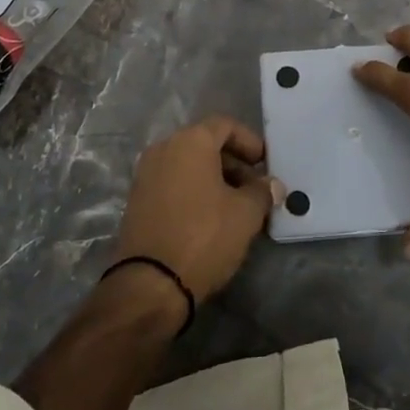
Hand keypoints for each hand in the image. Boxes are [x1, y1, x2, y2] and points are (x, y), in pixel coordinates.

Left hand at [110, 116, 282, 303]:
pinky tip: (211, 219)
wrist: (150, 284)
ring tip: (237, 207)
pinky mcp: (137, 201)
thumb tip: (272, 184)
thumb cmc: (204, 236)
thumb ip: (262, 192)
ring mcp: (145, 175)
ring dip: (215, 179)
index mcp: (189, 142)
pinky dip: (194, 192)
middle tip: (255, 189)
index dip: (250, 141)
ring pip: (188, 166)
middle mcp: (163, 149)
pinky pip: (173, 183)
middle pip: (205, 144)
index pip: (225, 125)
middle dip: (234, 163)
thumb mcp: (246, 214)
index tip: (265, 163)